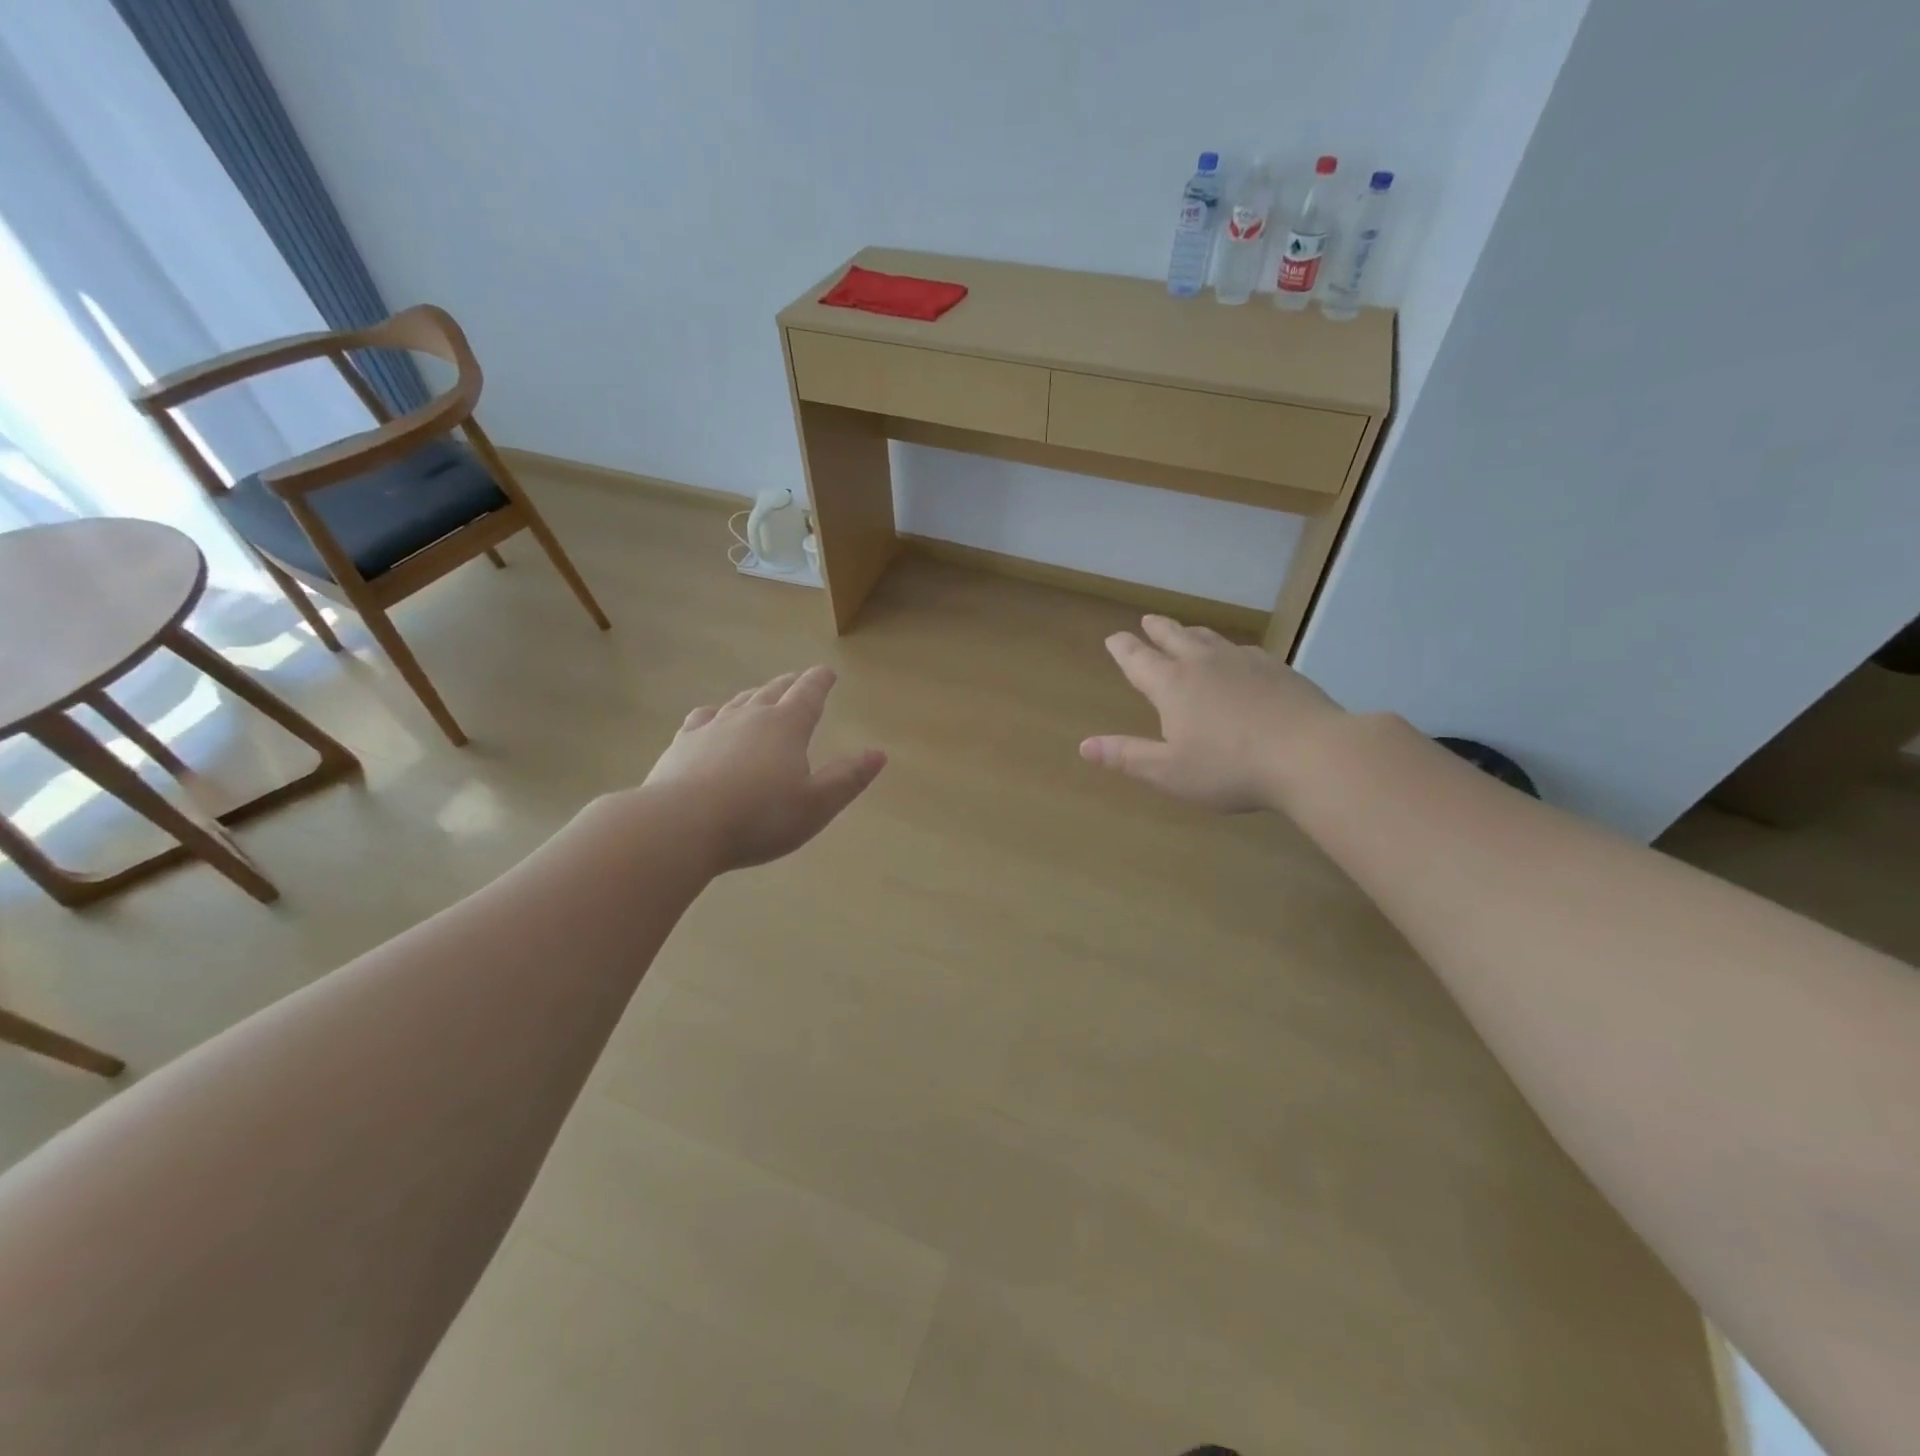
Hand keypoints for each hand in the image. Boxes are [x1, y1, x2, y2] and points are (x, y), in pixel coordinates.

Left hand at [642, 665, 885, 870]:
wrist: (680, 826)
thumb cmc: (759, 817)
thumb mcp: (816, 805)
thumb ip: (848, 778)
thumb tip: (879, 753)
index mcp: (786, 726)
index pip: (808, 694)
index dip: (820, 681)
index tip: (827, 672)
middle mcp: (749, 716)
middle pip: (773, 691)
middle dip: (789, 685)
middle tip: (798, 681)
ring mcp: (711, 727)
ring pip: (738, 702)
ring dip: (754, 696)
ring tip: (760, 696)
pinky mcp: (681, 745)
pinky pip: (702, 719)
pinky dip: (714, 715)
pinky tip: (711, 720)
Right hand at [1080, 616, 1345, 811]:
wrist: (1312, 754)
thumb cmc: (1230, 768)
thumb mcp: (1169, 772)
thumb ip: (1127, 756)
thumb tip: (1084, 745)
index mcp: (1172, 685)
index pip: (1139, 659)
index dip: (1123, 649)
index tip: (1114, 638)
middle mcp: (1204, 664)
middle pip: (1174, 637)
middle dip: (1156, 630)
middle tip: (1147, 621)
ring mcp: (1244, 662)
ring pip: (1210, 638)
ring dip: (1191, 632)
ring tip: (1185, 630)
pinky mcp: (1277, 669)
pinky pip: (1244, 650)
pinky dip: (1229, 649)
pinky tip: (1238, 656)